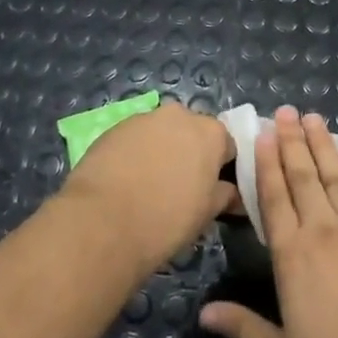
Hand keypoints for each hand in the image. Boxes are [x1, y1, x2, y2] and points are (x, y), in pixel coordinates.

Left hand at [57, 102, 236, 275]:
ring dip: (161, 151)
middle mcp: (180, 115)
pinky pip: (135, 139)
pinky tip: (125, 182)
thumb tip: (234, 194)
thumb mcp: (207, 213)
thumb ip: (225, 196)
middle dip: (190, 154)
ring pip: (162, 133)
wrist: (103, 222)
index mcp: (211, 132)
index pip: (227, 146)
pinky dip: (135, 154)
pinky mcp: (114, 128)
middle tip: (181, 188)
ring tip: (149, 186)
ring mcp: (144, 118)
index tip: (212, 190)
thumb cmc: (167, 219)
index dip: (221, 168)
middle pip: (193, 132)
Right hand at [199, 107, 337, 337]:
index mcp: (293, 255)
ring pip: (335, 175)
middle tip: (285, 111)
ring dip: (323, 144)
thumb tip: (203, 313)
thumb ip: (244, 328)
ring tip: (313, 117)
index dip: (266, 165)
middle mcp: (323, 229)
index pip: (274, 199)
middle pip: (303, 176)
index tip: (261, 134)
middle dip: (292, 141)